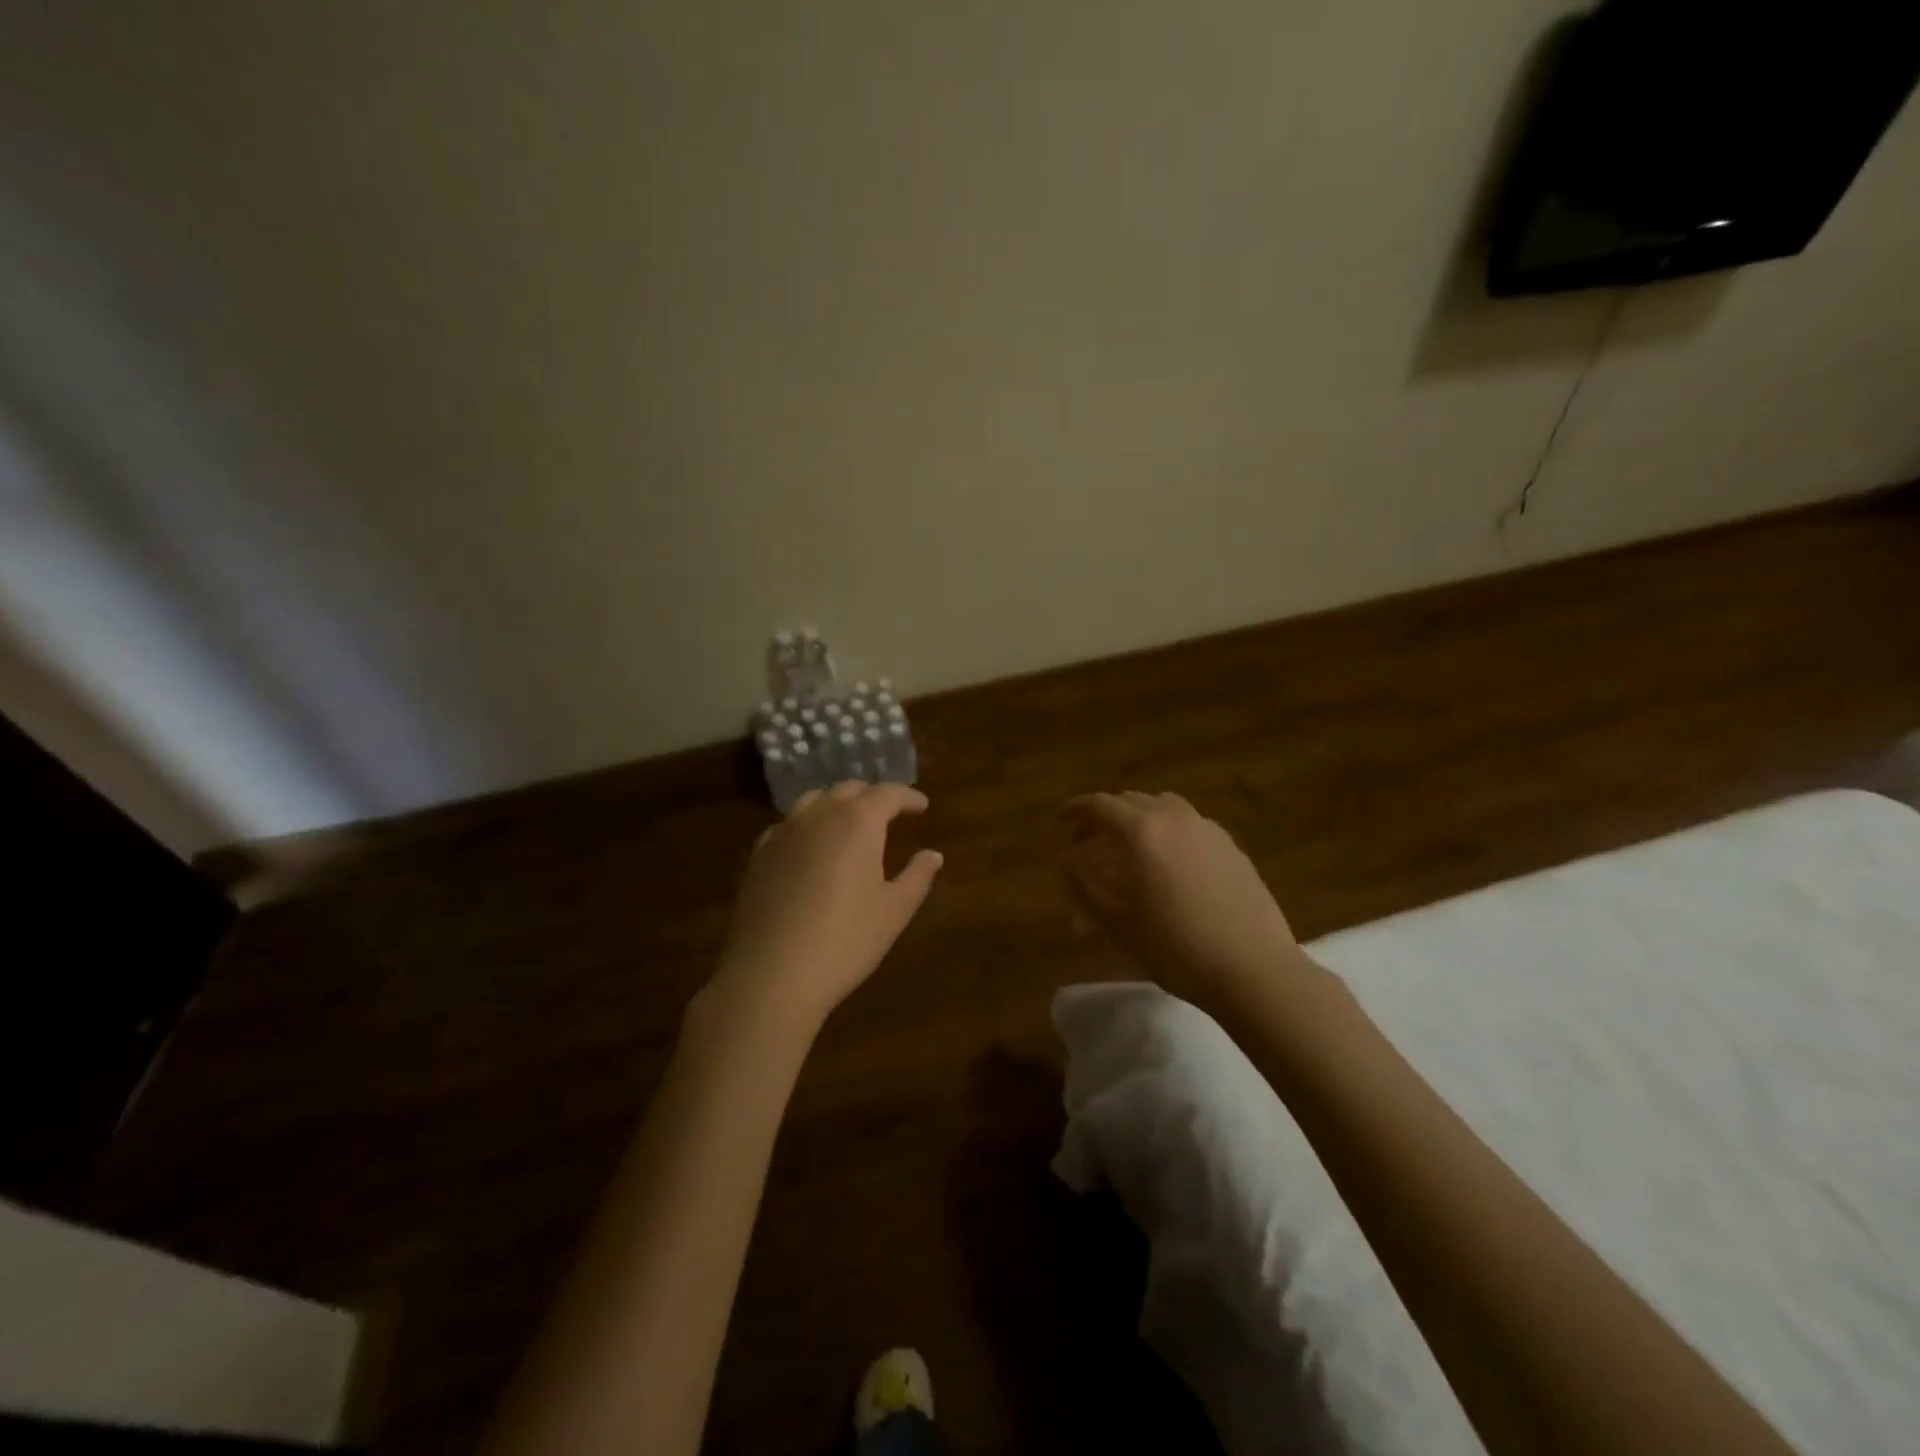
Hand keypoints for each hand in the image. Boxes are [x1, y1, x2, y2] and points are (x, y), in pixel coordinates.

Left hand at [709, 781, 942, 1032]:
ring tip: (850, 825)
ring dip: (837, 805)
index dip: (908, 797)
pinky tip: (812, 848)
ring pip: (814, 801)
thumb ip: (917, 876)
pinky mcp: (759, 854)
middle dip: (872, 797)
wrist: (771, 974)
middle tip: (890, 814)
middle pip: (849, 790)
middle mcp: (819, 815)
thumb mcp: (894, 911)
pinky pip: (788, 825)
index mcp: (858, 821)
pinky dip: (808, 825)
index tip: (922, 807)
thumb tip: (933, 855)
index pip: (888, 793)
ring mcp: (783, 832)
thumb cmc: (845, 941)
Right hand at [1062, 791, 1303, 1011]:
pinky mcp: (1231, 847)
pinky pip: (1189, 826)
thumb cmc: (1173, 947)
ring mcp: (1207, 829)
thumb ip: (1082, 884)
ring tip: (1129, 848)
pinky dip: (1168, 832)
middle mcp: (1173, 818)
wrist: (1252, 969)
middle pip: (1130, 801)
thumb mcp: (1114, 922)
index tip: (1059, 821)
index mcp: (1140, 830)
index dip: (1074, 811)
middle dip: (1104, 817)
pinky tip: (1169, 864)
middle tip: (1089, 842)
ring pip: (1163, 808)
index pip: (1098, 805)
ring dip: (1138, 820)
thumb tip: (1068, 860)